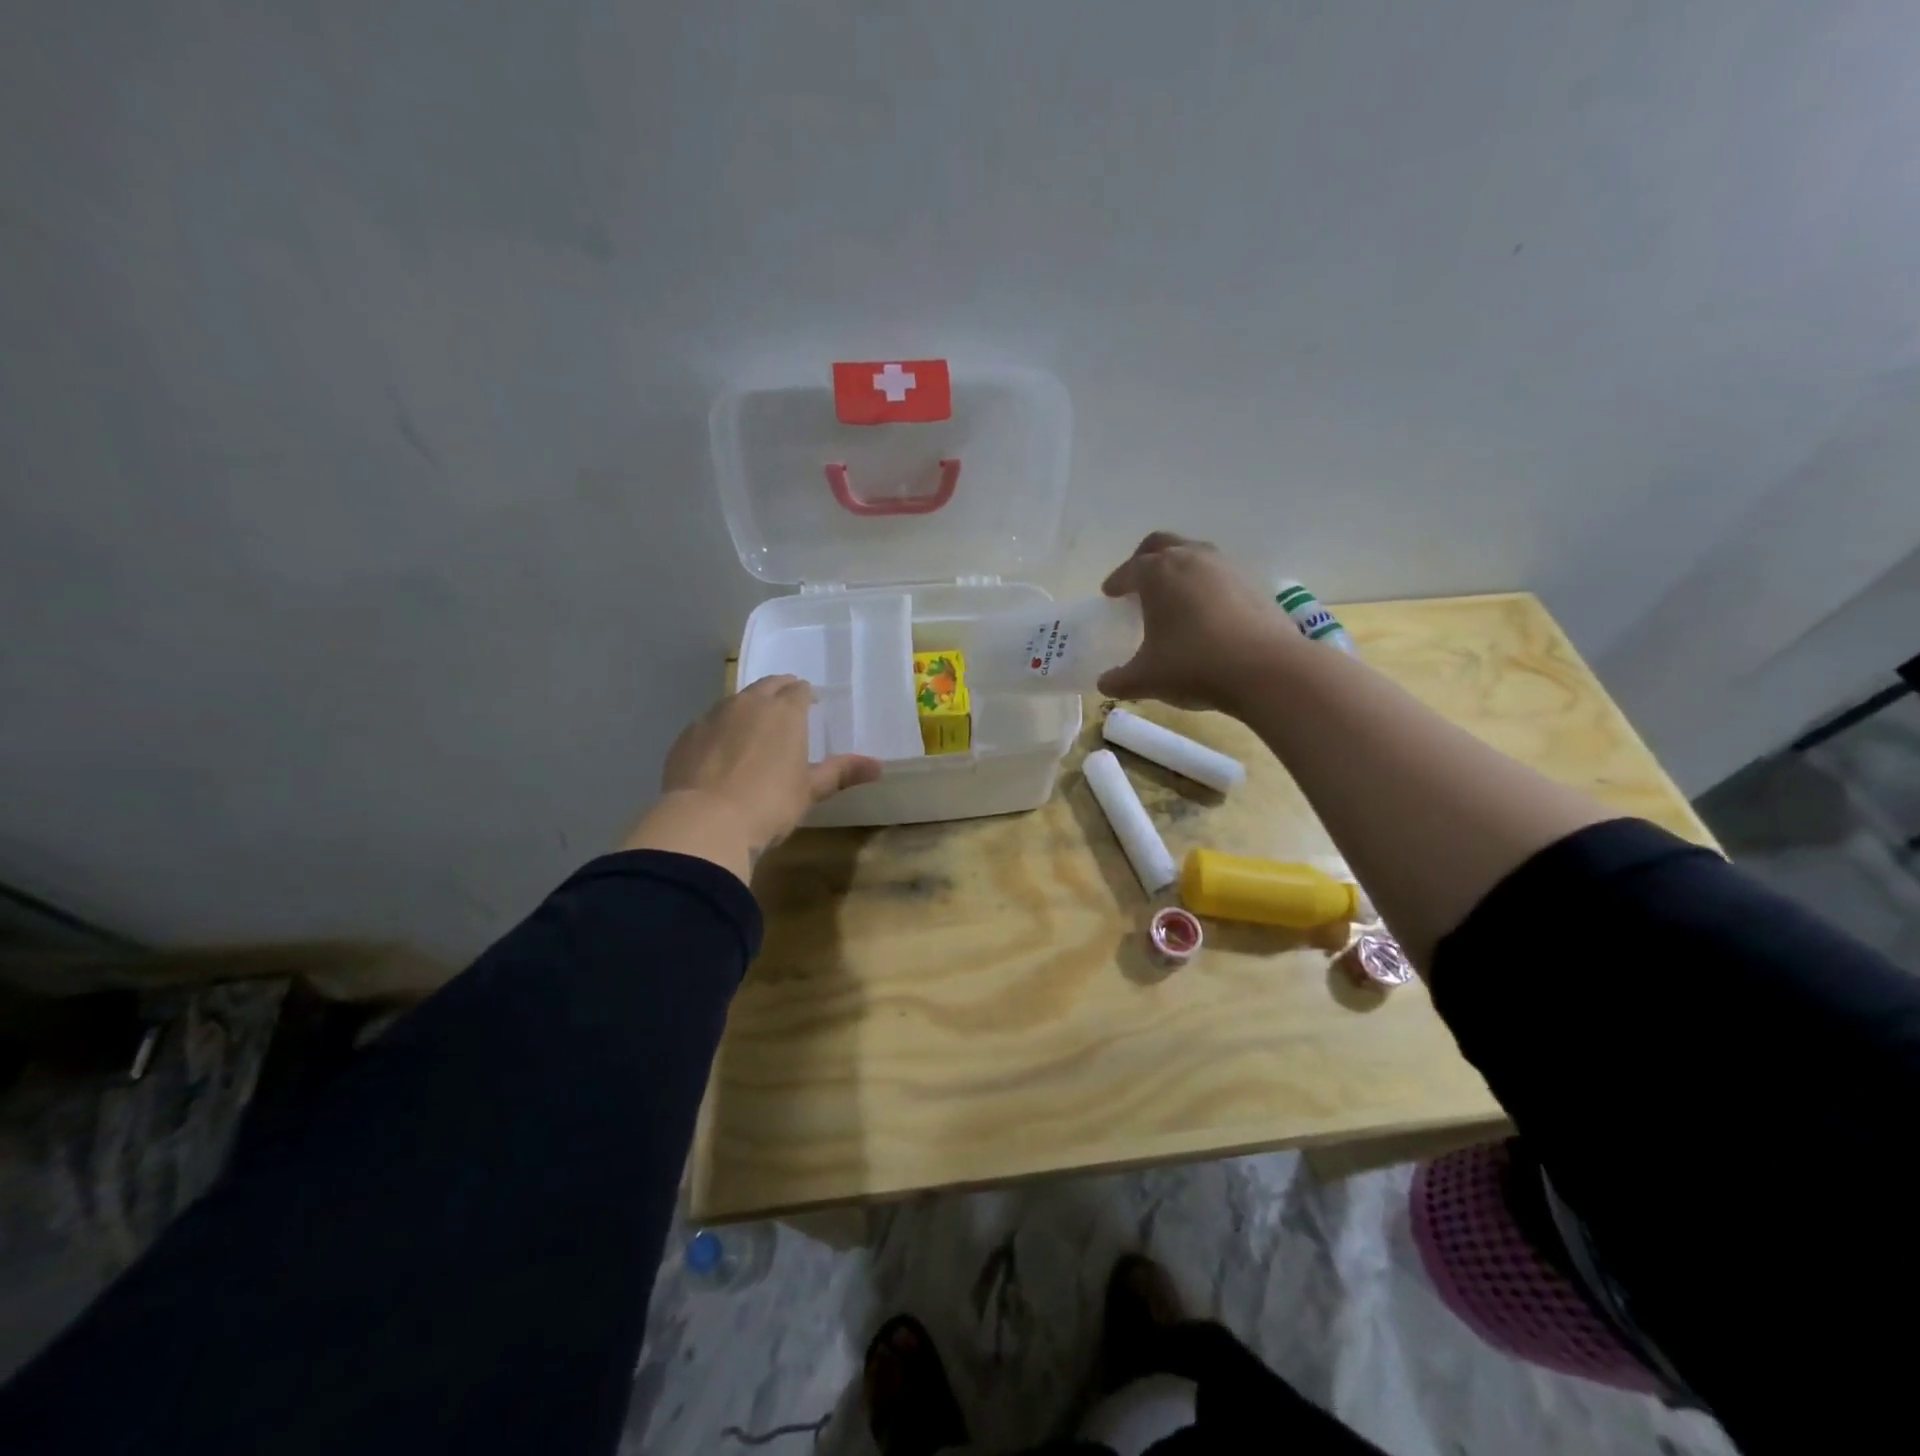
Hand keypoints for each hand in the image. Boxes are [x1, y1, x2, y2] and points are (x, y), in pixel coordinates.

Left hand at [623, 676, 881, 881]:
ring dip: (747, 709)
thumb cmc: (769, 804)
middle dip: (779, 692)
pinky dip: (720, 730)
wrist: (705, 822)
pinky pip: (709, 723)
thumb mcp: (809, 790)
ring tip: (753, 730)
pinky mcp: (686, 736)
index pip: (798, 689)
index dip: (806, 695)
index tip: (811, 705)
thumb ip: (841, 772)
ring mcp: (713, 717)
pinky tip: (721, 753)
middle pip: (767, 685)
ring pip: (735, 701)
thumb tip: (878, 766)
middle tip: (786, 708)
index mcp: (784, 711)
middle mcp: (748, 704)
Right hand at [1096, 532, 1297, 713]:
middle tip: (1137, 582)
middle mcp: (1191, 558)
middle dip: (1145, 559)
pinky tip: (1205, 612)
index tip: (1110, 594)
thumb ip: (1119, 680)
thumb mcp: (1146, 679)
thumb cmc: (1194, 666)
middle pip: (1161, 544)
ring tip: (1173, 596)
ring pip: (1194, 553)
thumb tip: (1105, 683)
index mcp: (1158, 573)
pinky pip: (1219, 574)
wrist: (1267, 669)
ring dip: (1178, 568)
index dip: (1116, 582)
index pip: (1129, 569)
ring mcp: (1226, 567)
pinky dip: (1205, 584)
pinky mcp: (1253, 583)